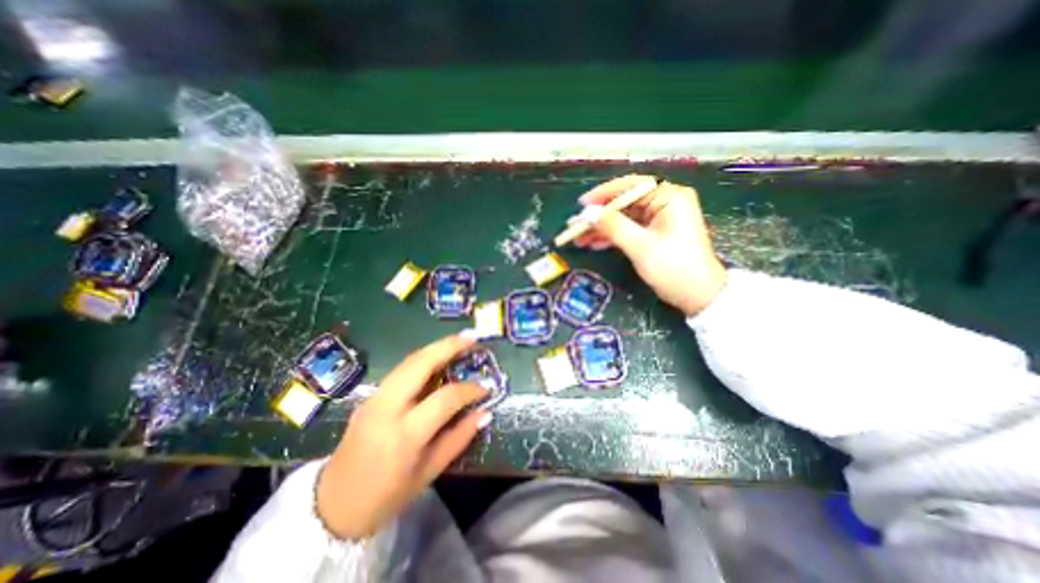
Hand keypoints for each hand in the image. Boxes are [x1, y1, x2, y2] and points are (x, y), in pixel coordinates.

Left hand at [316, 335, 493, 538]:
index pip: (444, 399)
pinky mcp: (369, 396)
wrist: (332, 508)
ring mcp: (373, 399)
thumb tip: (485, 412)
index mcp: (404, 435)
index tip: (486, 387)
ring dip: (436, 347)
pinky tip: (438, 357)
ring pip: (408, 361)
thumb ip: (459, 438)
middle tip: (472, 337)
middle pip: (420, 365)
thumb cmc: (386, 497)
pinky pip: (401, 369)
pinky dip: (423, 359)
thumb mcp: (429, 472)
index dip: (469, 390)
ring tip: (459, 340)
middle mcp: (386, 409)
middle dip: (449, 346)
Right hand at [573, 173, 724, 315]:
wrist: (697, 295)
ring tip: (579, 239)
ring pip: (623, 218)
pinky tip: (594, 244)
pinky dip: (612, 237)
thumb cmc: (673, 267)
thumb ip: (613, 226)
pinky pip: (628, 229)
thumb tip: (587, 213)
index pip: (630, 186)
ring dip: (601, 228)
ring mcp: (658, 219)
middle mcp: (664, 203)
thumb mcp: (640, 246)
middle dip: (599, 216)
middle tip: (576, 226)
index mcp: (668, 197)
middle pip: (624, 203)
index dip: (603, 194)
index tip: (582, 205)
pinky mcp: (654, 234)